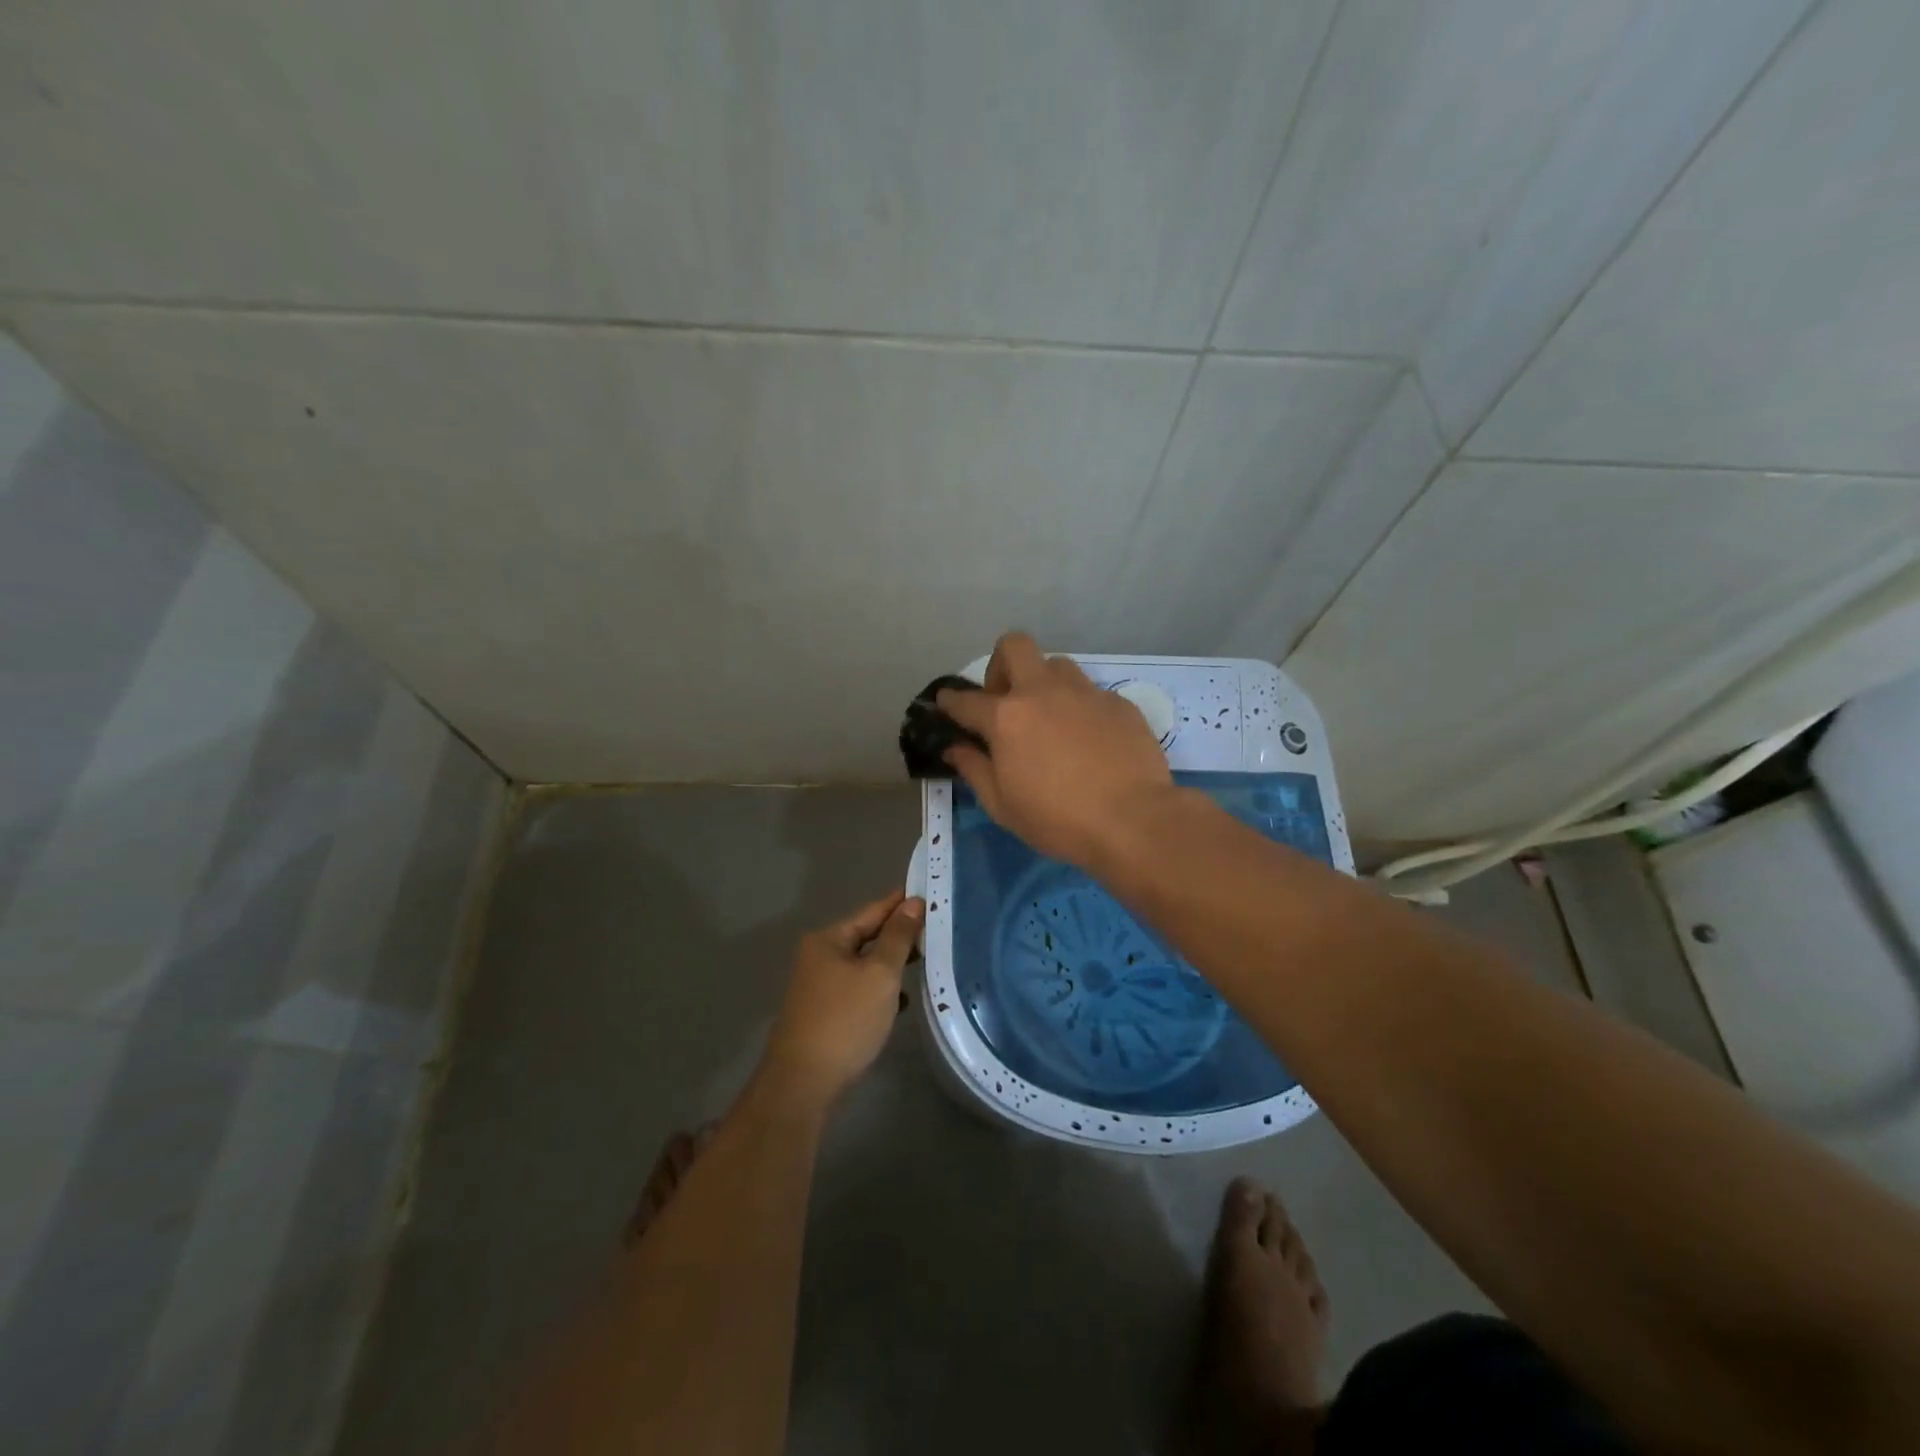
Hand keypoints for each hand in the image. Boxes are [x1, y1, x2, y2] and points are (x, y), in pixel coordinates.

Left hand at [761, 890, 924, 1108]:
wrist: (803, 1084)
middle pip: (866, 936)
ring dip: (891, 963)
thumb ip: (898, 937)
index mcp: (828, 939)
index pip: (872, 910)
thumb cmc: (845, 1020)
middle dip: (899, 934)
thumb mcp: (879, 974)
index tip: (928, 891)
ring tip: (925, 960)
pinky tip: (901, 1000)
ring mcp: (819, 986)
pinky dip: (880, 989)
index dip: (900, 902)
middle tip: (935, 927)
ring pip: (864, 964)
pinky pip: (859, 989)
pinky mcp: (825, 1013)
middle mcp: (819, 956)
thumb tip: (912, 903)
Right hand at [937, 631, 1175, 868]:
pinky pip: (1092, 694)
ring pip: (1057, 665)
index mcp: (1007, 717)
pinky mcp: (1119, 703)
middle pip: (1014, 646)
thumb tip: (954, 748)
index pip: (966, 699)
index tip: (946, 702)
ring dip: (1044, 684)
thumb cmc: (1058, 820)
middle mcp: (1043, 692)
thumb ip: (974, 769)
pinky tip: (1090, 742)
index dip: (950, 700)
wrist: (1133, 820)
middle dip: (1001, 664)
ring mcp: (1085, 693)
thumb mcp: (1002, 805)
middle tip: (1005, 700)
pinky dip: (1081, 710)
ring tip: (1050, 719)